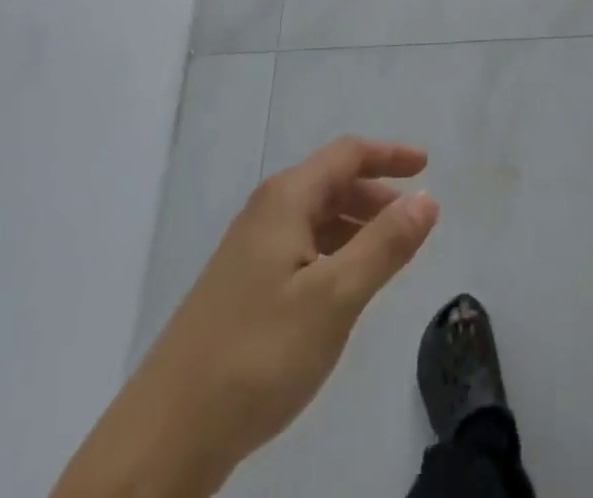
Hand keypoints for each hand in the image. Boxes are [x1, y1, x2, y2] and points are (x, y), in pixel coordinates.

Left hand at [52, 137, 439, 497]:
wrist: (164, 437)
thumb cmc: (257, 355)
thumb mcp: (334, 298)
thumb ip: (385, 245)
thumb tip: (427, 198)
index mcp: (286, 200)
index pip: (347, 154)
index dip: (389, 155)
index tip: (427, 165)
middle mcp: (265, 212)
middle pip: (331, 183)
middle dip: (376, 194)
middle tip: (414, 220)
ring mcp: (248, 251)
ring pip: (315, 219)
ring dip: (356, 225)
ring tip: (388, 256)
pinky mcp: (241, 288)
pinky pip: (300, 249)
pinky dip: (333, 253)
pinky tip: (343, 289)